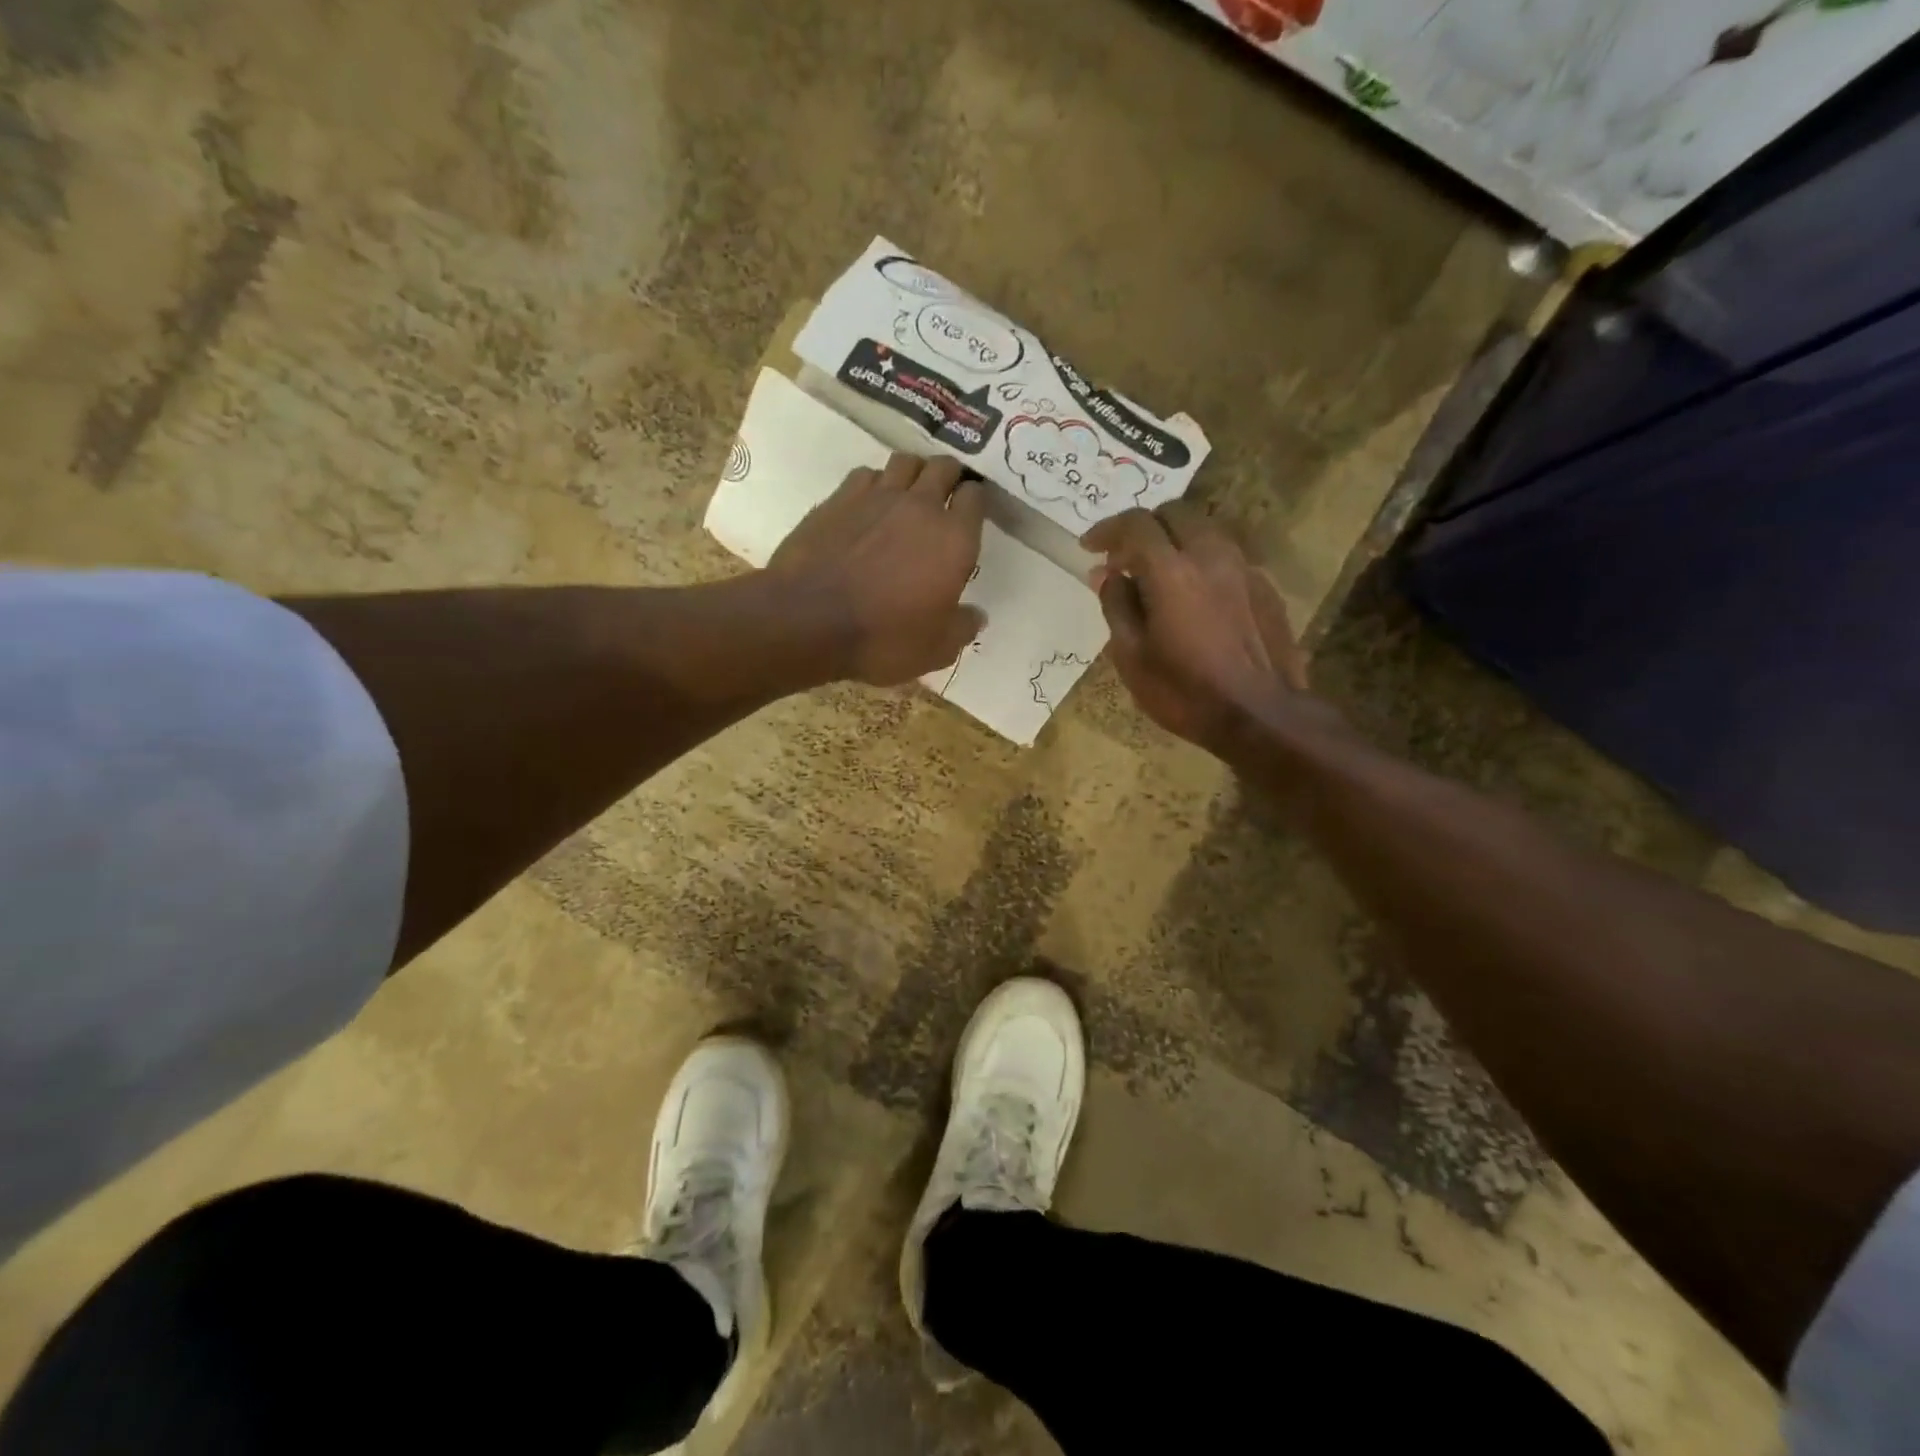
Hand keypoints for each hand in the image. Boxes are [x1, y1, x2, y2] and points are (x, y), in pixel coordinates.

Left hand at [768, 453, 986, 684]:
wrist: (808, 620)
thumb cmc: (883, 638)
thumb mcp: (936, 650)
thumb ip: (962, 628)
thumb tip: (976, 616)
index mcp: (954, 540)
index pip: (975, 497)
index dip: (976, 501)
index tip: (970, 515)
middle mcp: (920, 506)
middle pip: (943, 467)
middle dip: (949, 476)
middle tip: (945, 496)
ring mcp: (877, 496)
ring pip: (905, 462)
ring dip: (914, 473)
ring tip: (910, 493)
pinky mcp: (839, 498)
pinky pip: (866, 474)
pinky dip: (874, 483)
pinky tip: (869, 504)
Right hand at [1082, 502, 1313, 752]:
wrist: (1261, 716)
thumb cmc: (1185, 692)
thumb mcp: (1132, 657)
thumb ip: (1116, 606)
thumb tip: (1106, 574)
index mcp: (1172, 571)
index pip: (1136, 524)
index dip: (1107, 529)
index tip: (1089, 547)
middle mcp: (1211, 556)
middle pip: (1175, 514)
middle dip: (1144, 527)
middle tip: (1124, 557)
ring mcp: (1244, 568)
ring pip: (1205, 531)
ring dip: (1175, 541)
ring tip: (1159, 574)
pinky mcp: (1265, 587)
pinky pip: (1227, 557)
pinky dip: (1202, 562)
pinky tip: (1195, 596)